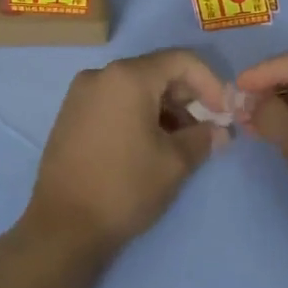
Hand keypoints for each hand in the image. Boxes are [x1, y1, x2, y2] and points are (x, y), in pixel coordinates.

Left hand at [22, 48, 227, 260]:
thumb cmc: (124, 188)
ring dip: (164, 108)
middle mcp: (100, 75)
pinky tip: (149, 145)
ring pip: (135, 88)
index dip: (211, 83)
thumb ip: (203, 138)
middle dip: (187, 97)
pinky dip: (138, 114)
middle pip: (156, 71)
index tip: (224, 113)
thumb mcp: (175, 163)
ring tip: (179, 143)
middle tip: (205, 130)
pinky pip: (114, 102)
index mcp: (127, 77)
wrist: (63, 226)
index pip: (181, 61)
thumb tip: (220, 131)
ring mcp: (80, 94)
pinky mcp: (70, 115)